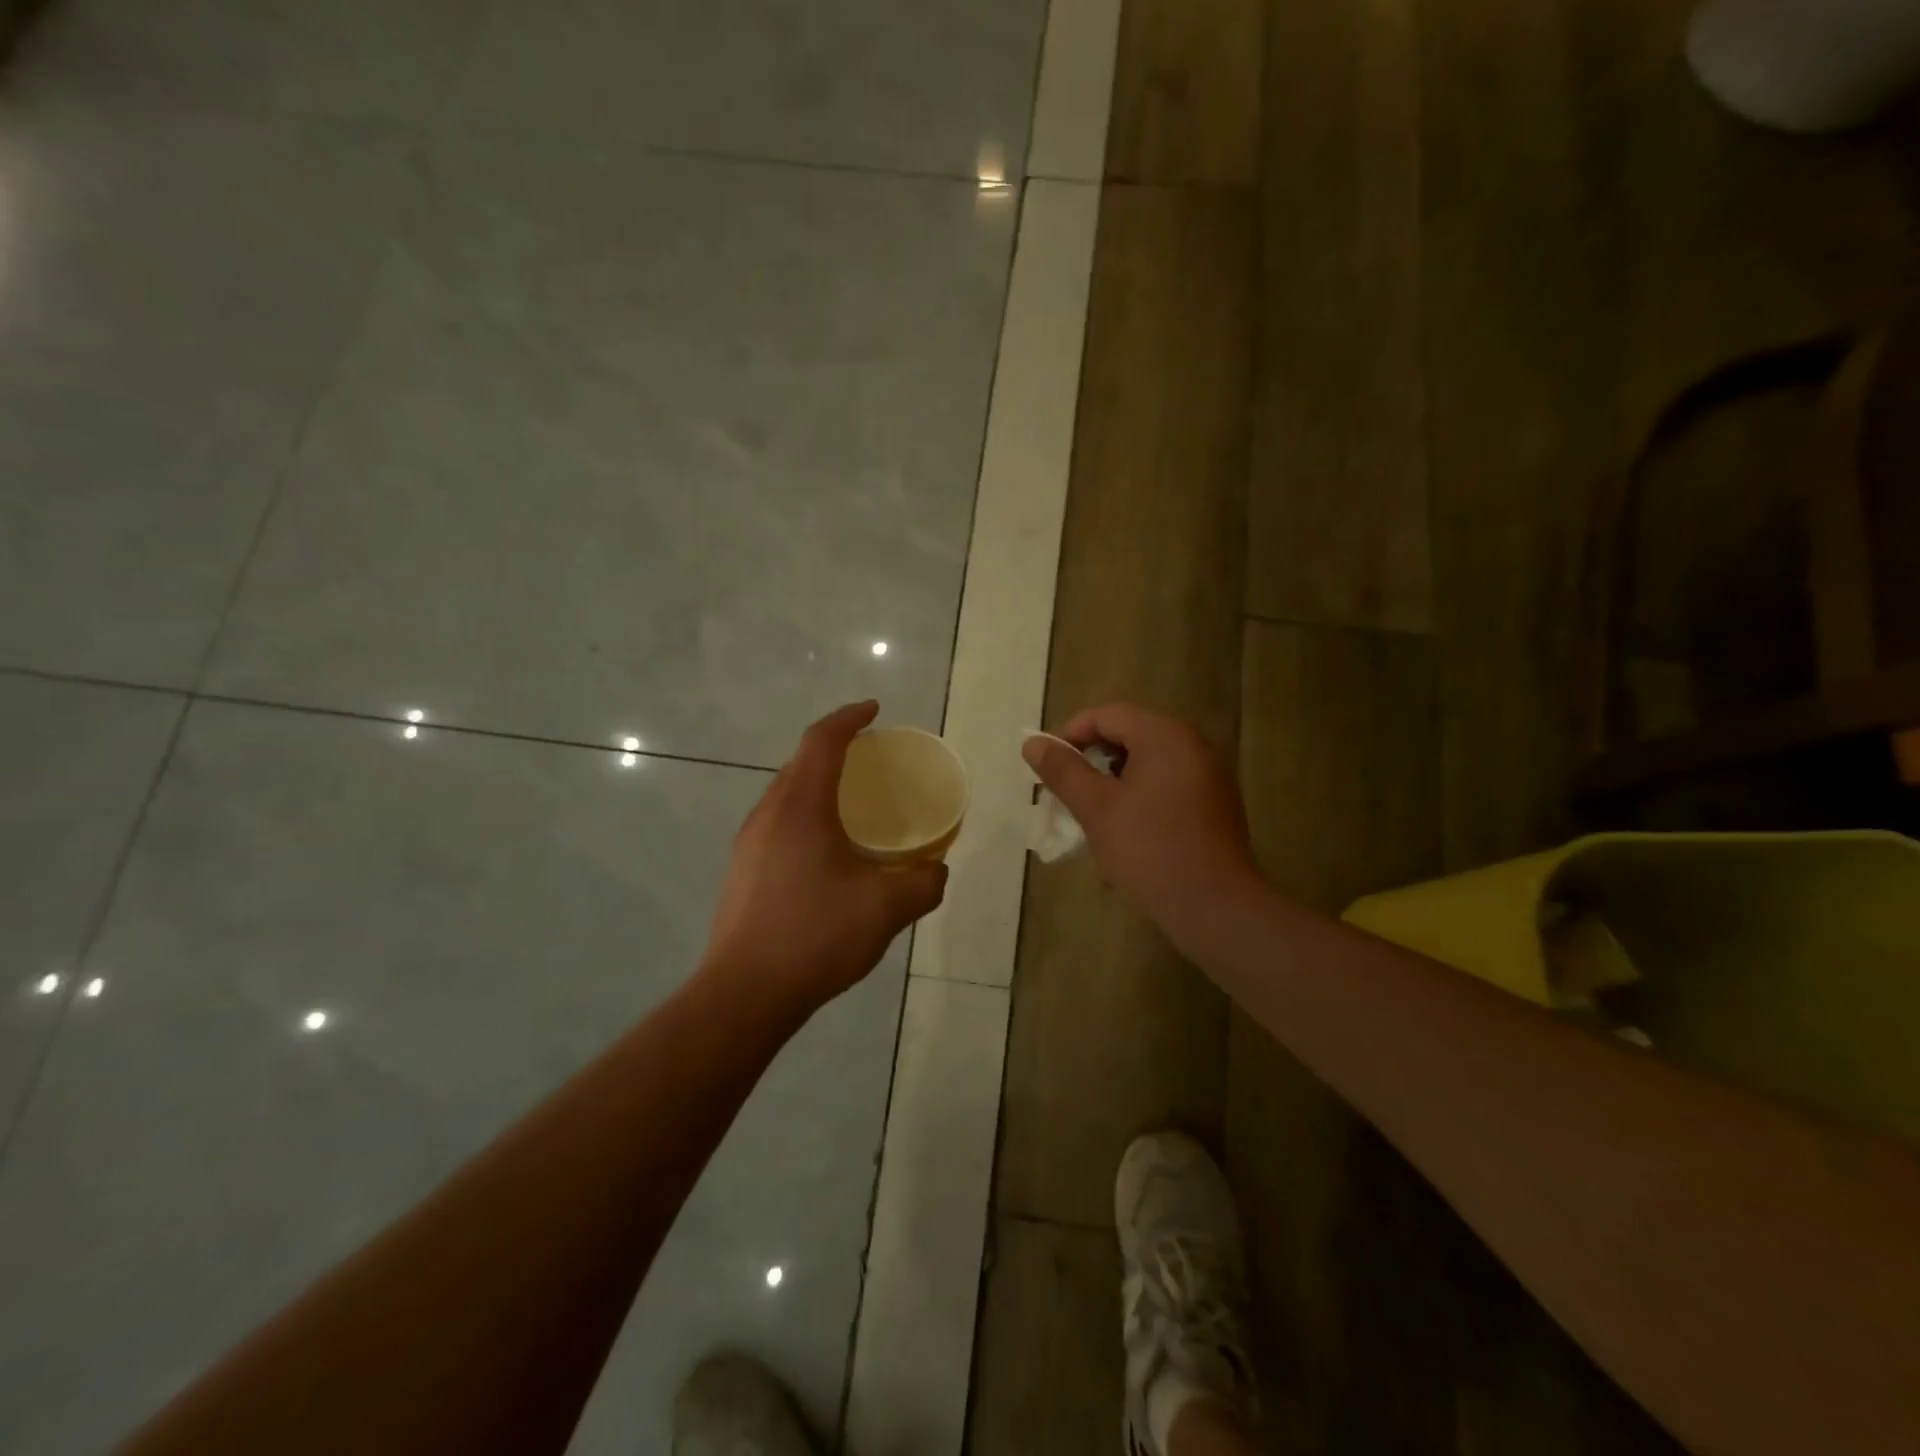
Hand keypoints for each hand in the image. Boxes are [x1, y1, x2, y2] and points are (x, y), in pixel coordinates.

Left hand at [704, 702, 947, 1018]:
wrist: (745, 993)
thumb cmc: (816, 936)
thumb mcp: (886, 908)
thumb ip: (924, 882)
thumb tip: (937, 869)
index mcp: (801, 806)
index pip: (822, 740)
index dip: (850, 718)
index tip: (875, 710)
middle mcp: (769, 813)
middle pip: (800, 762)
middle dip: (836, 749)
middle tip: (871, 760)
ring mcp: (750, 842)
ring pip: (787, 793)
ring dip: (819, 784)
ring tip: (854, 804)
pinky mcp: (743, 869)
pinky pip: (779, 822)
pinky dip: (807, 814)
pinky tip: (829, 851)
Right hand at [1022, 704, 1262, 958]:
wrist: (1215, 907)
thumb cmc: (1150, 850)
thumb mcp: (1097, 808)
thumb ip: (1063, 770)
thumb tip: (1033, 743)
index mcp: (1165, 736)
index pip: (1107, 714)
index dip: (1071, 734)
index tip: (1048, 766)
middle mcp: (1192, 744)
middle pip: (1129, 733)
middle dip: (1091, 757)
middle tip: (1066, 790)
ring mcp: (1207, 774)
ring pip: (1147, 759)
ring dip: (1112, 777)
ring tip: (1091, 811)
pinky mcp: (1213, 802)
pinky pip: (1166, 781)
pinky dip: (1138, 792)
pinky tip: (1124, 826)